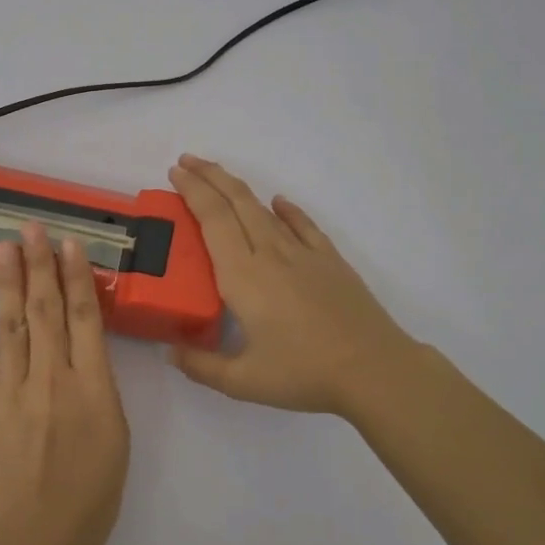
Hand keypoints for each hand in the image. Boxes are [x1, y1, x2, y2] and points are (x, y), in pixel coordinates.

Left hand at [0, 223, 130, 544]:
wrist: (39, 542)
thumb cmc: (93, 494)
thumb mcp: (117, 436)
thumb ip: (99, 387)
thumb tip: (84, 352)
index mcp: (91, 387)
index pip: (83, 318)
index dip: (76, 277)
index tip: (69, 244)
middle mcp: (49, 380)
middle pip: (45, 312)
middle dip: (38, 266)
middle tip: (31, 228)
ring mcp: (11, 394)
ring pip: (11, 328)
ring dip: (7, 286)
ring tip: (3, 250)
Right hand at [168, 154, 417, 418]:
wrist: (374, 369)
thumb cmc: (304, 373)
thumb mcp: (244, 382)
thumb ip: (202, 367)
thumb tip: (171, 352)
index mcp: (243, 276)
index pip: (213, 219)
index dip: (193, 191)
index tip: (175, 173)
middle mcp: (270, 254)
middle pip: (236, 202)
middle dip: (209, 177)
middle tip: (186, 162)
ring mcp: (303, 254)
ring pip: (264, 209)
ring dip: (238, 188)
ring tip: (219, 177)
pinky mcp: (330, 261)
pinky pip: (303, 225)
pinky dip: (287, 210)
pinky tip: (279, 202)